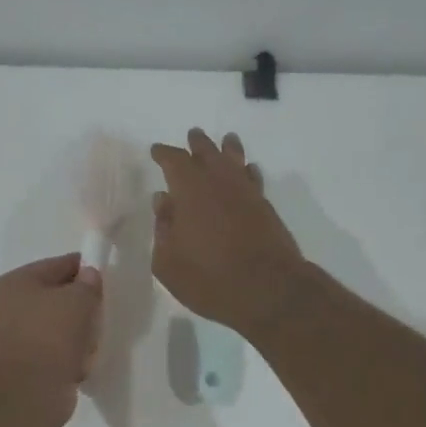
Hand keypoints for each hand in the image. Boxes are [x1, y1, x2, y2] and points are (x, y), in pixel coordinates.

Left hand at [0, 253, 103, 426]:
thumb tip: (89, 275)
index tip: (107, 278)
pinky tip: (83, 362)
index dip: (84, 268)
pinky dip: (72, 356)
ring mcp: (17, 338)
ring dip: (79, 333)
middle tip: (101, 312)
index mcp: (16, 283)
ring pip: (60, 326)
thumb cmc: (52, 333)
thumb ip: (88, 282)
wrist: (31, 390)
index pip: (57, 265)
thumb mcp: (78, 298)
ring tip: (92, 342)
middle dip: (82, 306)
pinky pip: (58, 351)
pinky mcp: (28, 365)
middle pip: (58, 297)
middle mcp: (10, 307)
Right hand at [149, 129, 305, 335]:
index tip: (156, 151)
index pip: (174, 161)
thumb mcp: (168, 262)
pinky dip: (247, 171)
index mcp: (189, 190)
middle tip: (193, 135)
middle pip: (208, 152)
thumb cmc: (209, 278)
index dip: (164, 154)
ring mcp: (246, 193)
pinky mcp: (266, 208)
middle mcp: (219, 182)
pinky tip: (247, 171)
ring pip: (235, 160)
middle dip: (197, 143)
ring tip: (226, 140)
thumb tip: (163, 201)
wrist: (268, 291)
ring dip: (228, 148)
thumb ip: (162, 228)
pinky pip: (254, 178)